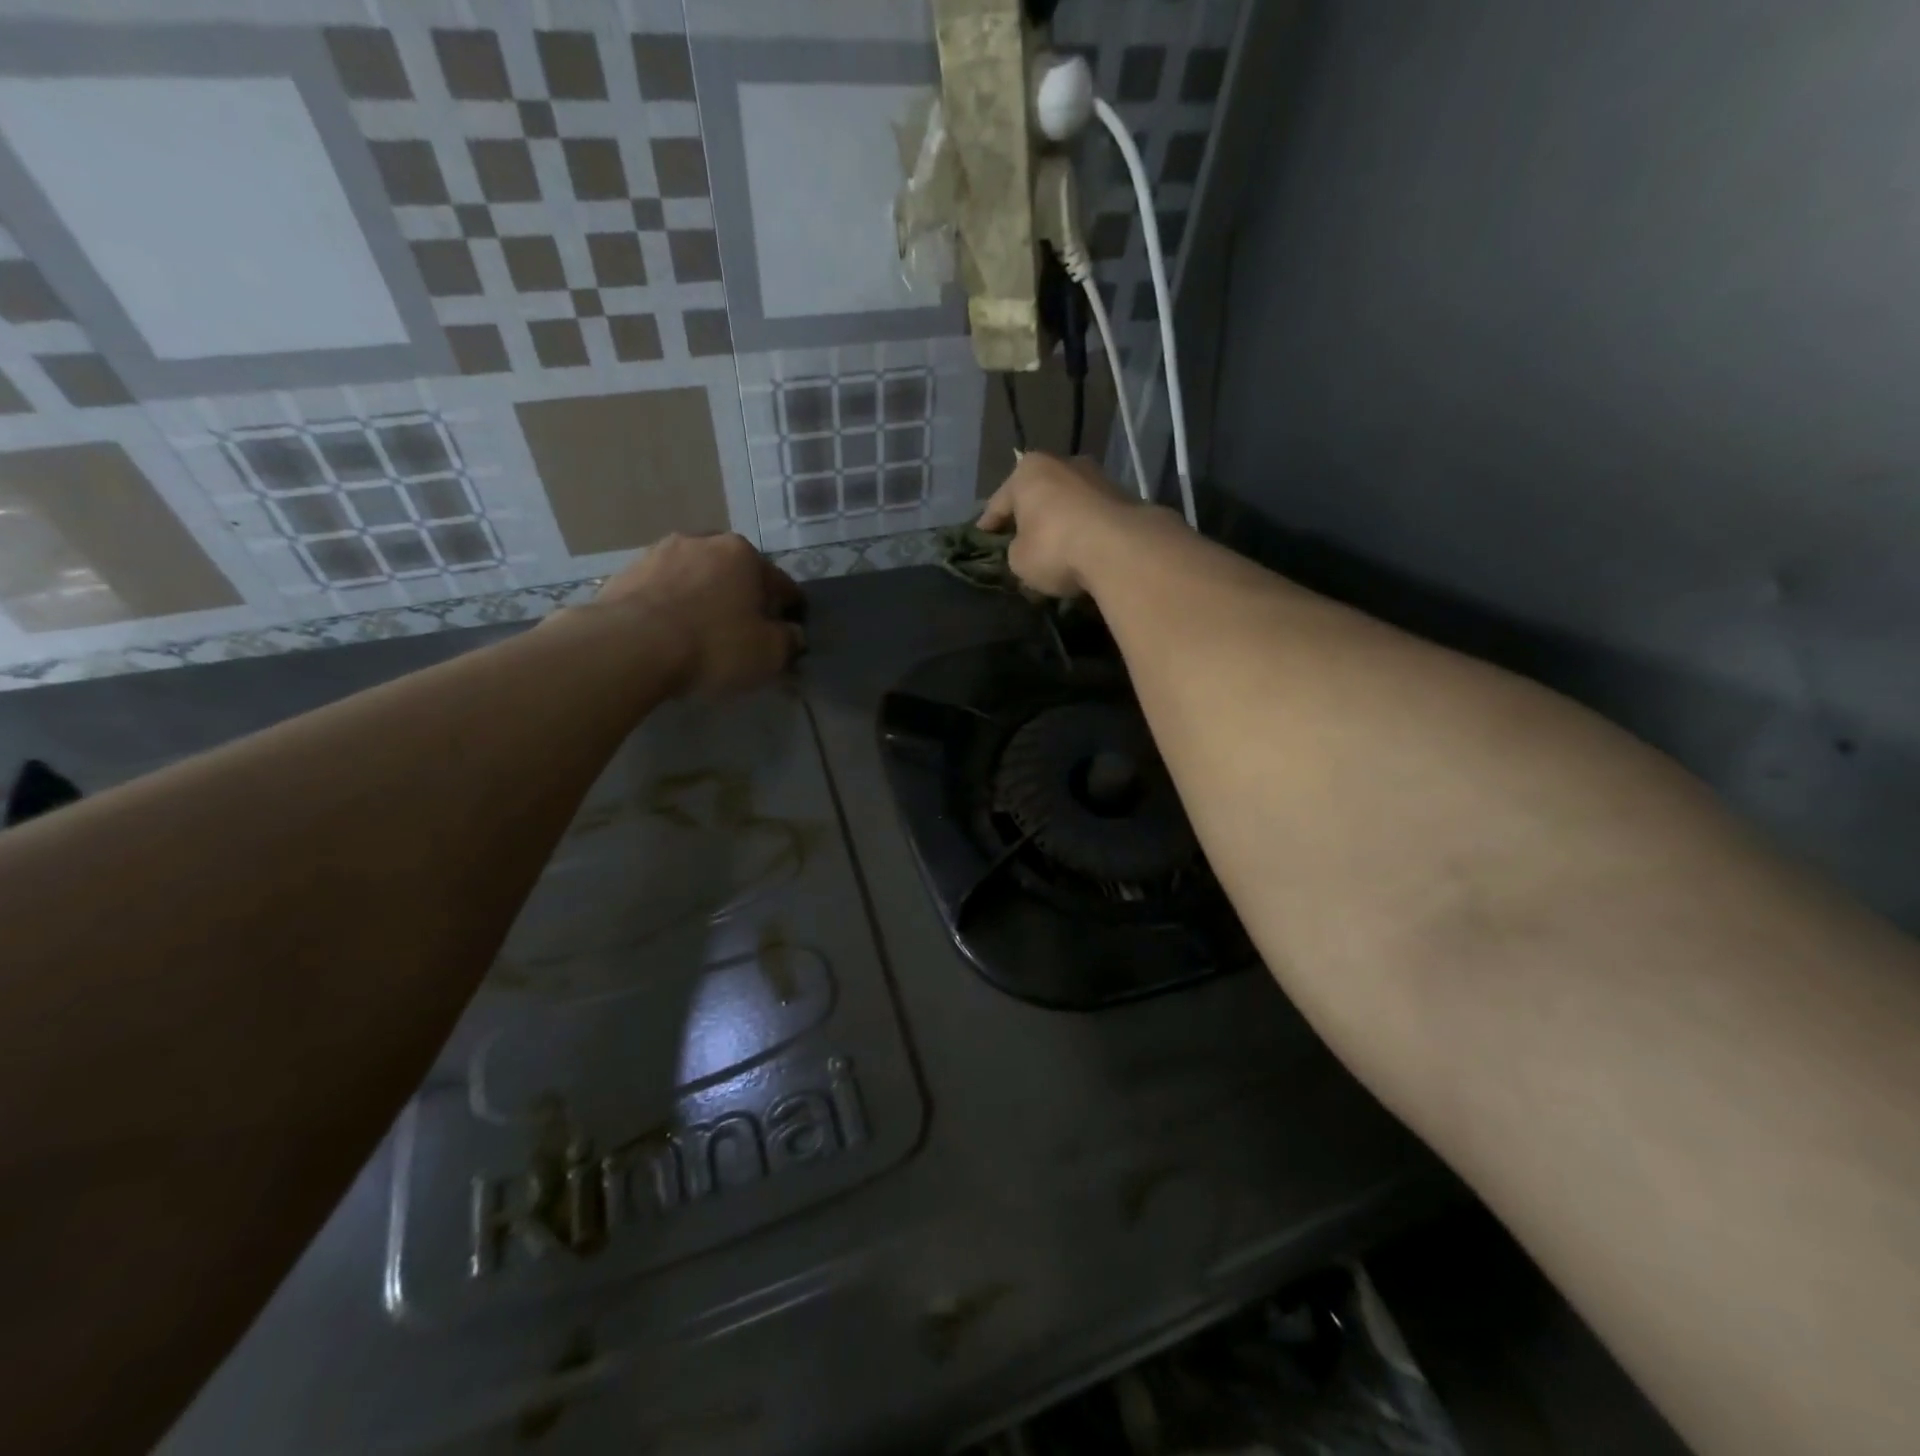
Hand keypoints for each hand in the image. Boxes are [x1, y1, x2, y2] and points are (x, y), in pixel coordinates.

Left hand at [594, 533, 803, 697]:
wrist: (629, 647)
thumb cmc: (713, 645)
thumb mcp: (769, 653)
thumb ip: (789, 641)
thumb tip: (793, 634)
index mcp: (743, 553)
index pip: (780, 584)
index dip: (789, 610)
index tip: (788, 632)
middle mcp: (703, 542)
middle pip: (735, 574)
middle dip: (742, 598)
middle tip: (743, 632)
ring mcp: (658, 554)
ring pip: (695, 579)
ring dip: (703, 599)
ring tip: (701, 633)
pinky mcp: (625, 574)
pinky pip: (662, 592)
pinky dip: (671, 608)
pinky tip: (669, 634)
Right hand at [977, 453, 1135, 597]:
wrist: (1120, 549)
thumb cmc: (1054, 547)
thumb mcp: (1018, 559)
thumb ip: (1015, 550)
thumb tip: (1026, 550)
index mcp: (1028, 470)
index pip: (999, 502)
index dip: (988, 524)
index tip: (980, 539)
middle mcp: (1063, 463)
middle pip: (1037, 496)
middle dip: (1029, 518)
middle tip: (1018, 541)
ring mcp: (1098, 477)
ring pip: (1067, 505)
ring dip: (1059, 524)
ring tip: (1053, 550)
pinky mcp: (1124, 498)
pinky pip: (1092, 517)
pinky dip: (1083, 532)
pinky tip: (1080, 552)